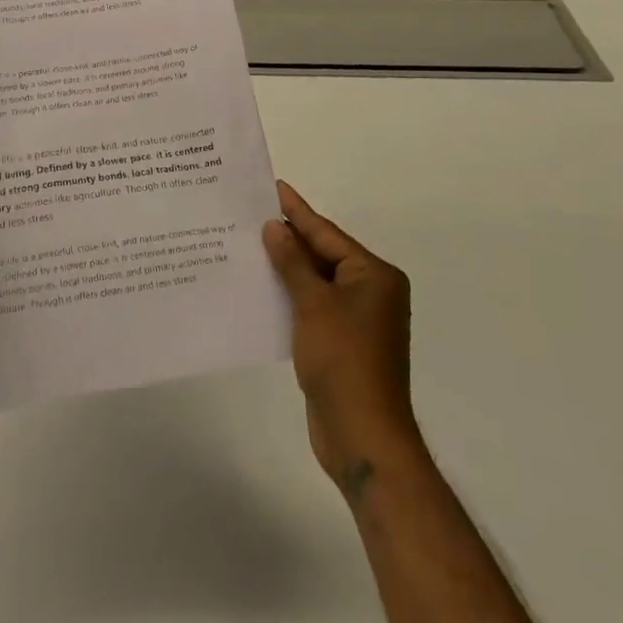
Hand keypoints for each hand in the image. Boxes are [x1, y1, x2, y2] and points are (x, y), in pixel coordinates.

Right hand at [264, 180, 424, 498]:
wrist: (362, 437)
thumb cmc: (343, 360)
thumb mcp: (313, 304)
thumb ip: (292, 263)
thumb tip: (273, 227)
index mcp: (374, 275)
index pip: (327, 233)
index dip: (297, 210)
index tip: (273, 186)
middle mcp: (370, 292)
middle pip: (323, 254)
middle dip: (288, 237)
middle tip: (251, 212)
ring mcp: (358, 319)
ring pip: (315, 280)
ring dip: (286, 266)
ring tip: (249, 243)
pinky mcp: (342, 342)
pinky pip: (312, 304)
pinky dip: (290, 294)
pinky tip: (262, 285)